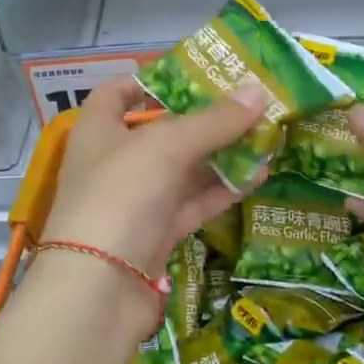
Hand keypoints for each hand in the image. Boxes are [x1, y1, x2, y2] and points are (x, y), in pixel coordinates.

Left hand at [43, 76, 265, 284]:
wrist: (99, 289)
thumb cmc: (121, 195)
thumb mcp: (167, 146)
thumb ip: (214, 121)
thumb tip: (257, 92)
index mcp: (99, 130)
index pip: (117, 93)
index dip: (149, 80)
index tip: (191, 74)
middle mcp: (114, 162)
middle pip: (161, 131)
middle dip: (203, 119)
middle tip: (247, 104)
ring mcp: (135, 201)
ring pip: (183, 170)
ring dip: (221, 155)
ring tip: (265, 136)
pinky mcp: (155, 235)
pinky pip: (192, 204)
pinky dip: (222, 190)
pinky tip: (258, 176)